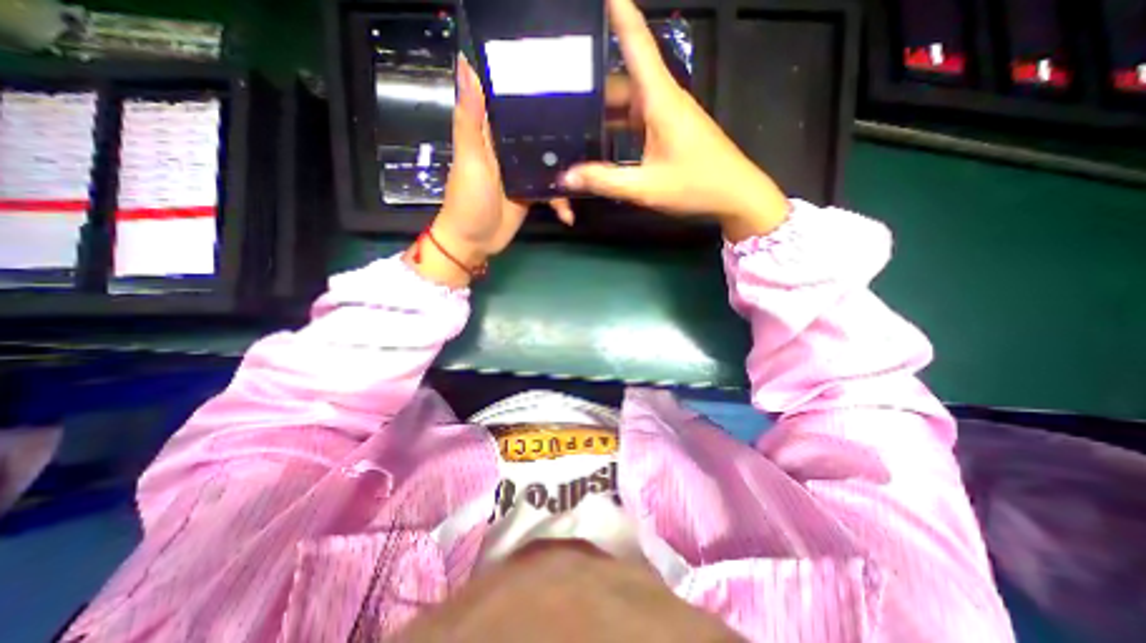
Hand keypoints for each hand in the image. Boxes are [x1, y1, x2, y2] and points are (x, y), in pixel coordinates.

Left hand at [409, 54, 572, 286]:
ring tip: (589, 172)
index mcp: (492, 133)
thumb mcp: (470, 158)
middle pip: (538, 133)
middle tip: (591, 122)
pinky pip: (552, 192)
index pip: (512, 102)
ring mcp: (523, 173)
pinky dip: (561, 202)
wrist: (475, 241)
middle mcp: (509, 149)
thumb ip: (471, 118)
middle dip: (560, 130)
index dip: (531, 88)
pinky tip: (568, 214)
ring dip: (567, 169)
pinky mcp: (531, 194)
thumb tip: (465, 64)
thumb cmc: (468, 199)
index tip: (560, 72)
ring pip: (550, 162)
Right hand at [561, 1, 793, 240]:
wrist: (736, 196)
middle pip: (623, 79)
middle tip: (561, 90)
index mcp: (660, 100)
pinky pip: (638, 119)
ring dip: (603, 108)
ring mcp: (669, 116)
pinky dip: (618, 125)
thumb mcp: (646, 187)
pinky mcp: (671, 131)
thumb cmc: (696, 186)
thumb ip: (605, 181)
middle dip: (592, 83)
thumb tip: (567, 176)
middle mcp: (664, 100)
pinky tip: (601, 138)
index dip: (619, 13)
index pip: (637, 44)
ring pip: (630, 101)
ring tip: (573, 117)